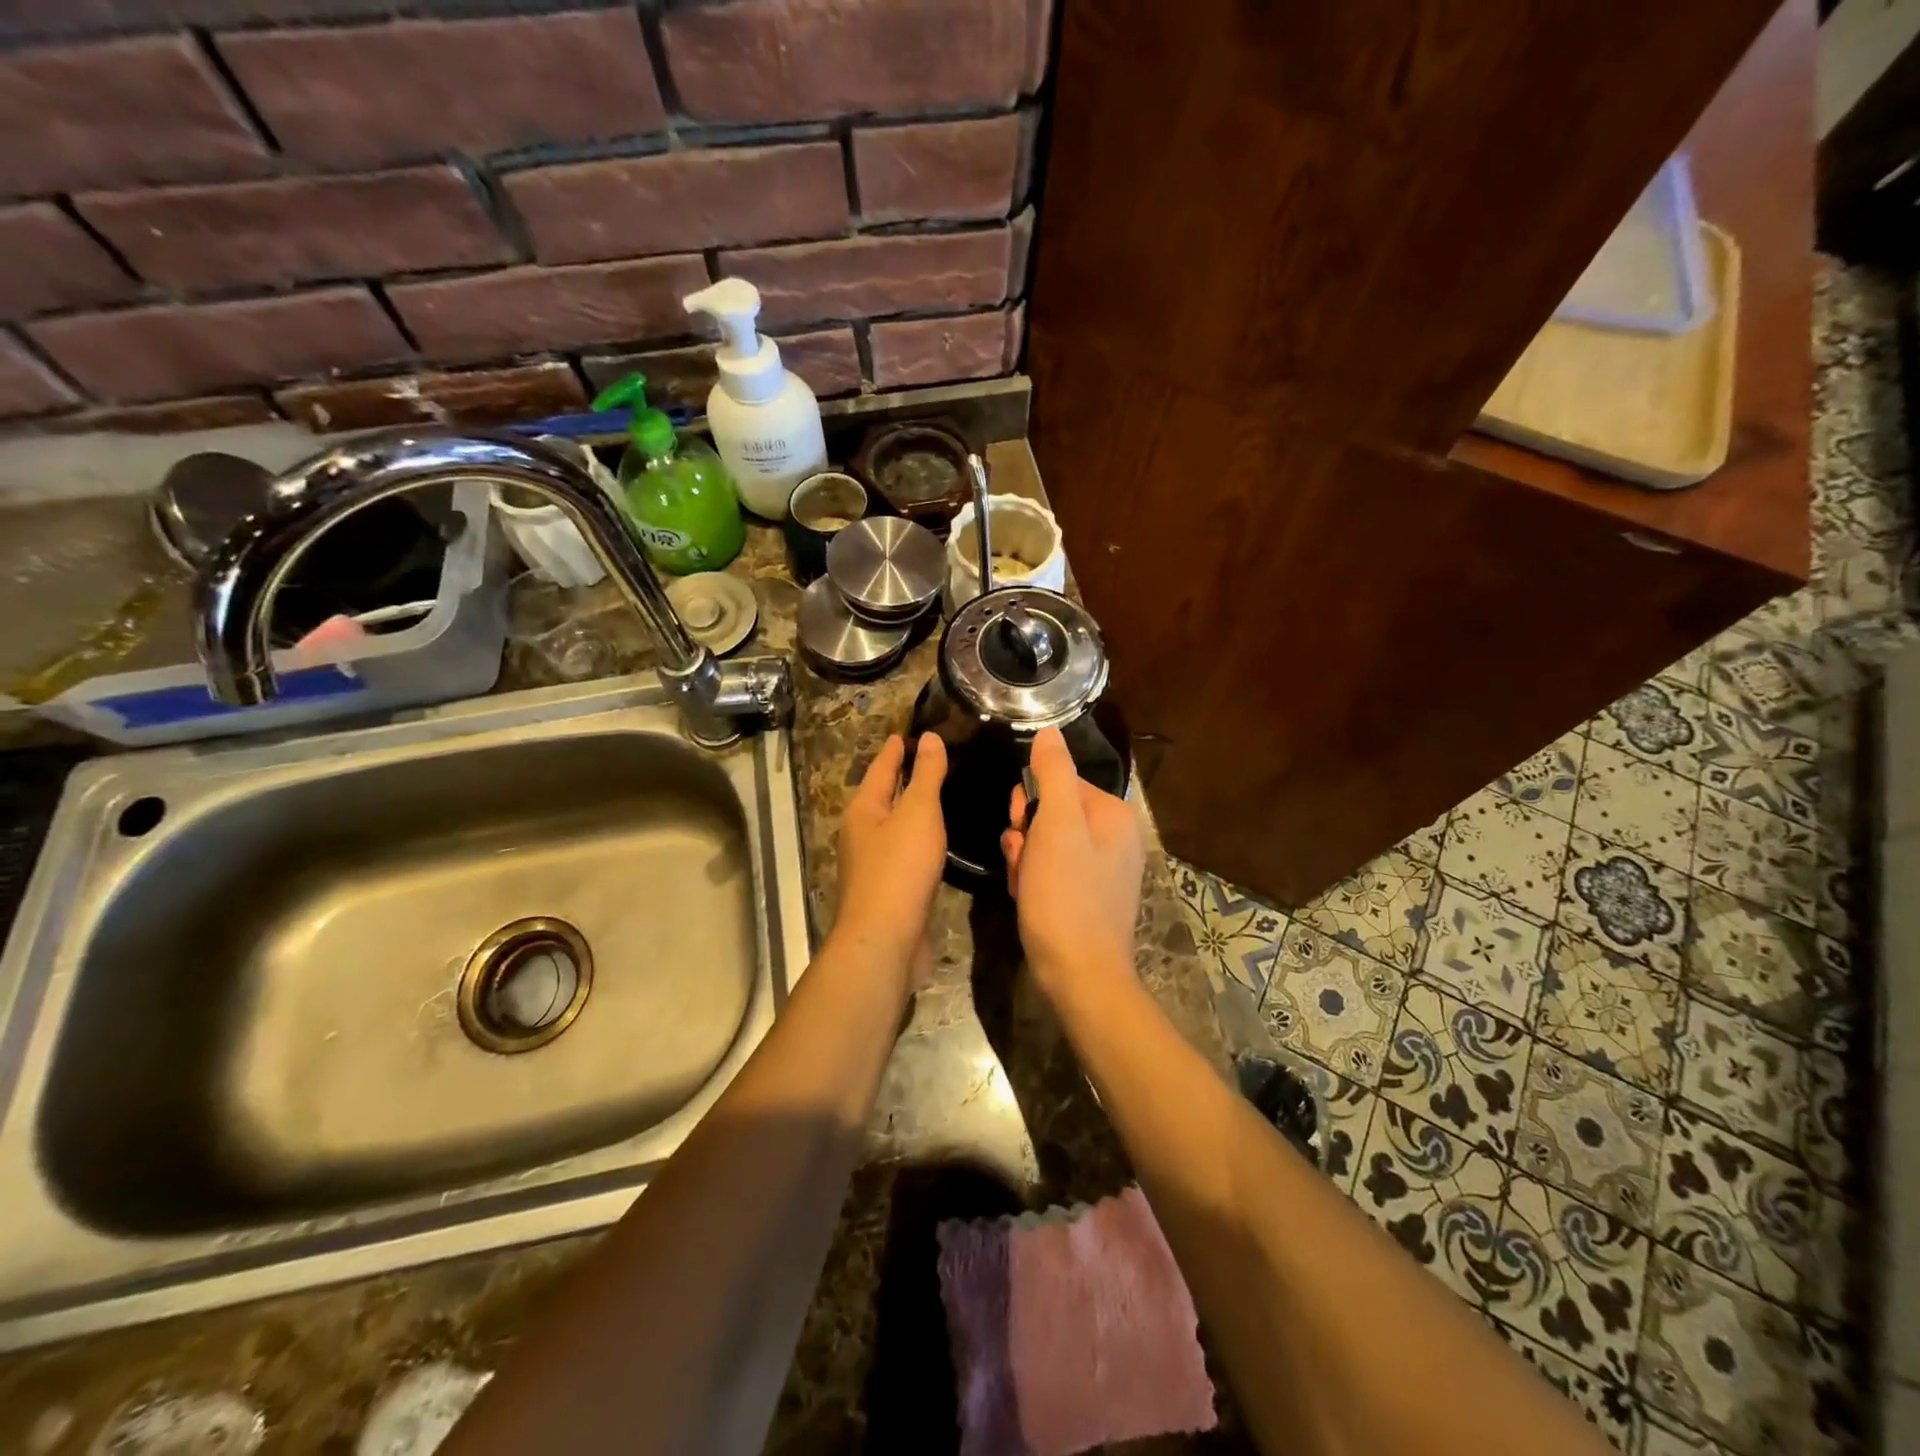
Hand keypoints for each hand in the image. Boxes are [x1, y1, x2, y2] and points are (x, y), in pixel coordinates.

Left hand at [833, 734, 947, 973]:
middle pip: (884, 796)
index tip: (908, 732)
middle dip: (903, 778)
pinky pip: (905, 853)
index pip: (882, 768)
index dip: (896, 749)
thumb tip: (929, 737)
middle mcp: (862, 833)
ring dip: (912, 810)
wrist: (885, 940)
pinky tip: (936, 842)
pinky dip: (919, 839)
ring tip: (938, 796)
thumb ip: (926, 775)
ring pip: (894, 826)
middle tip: (932, 759)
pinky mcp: (889, 890)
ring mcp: (873, 864)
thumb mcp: (917, 813)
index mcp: (864, 810)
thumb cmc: (899, 869)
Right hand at [1000, 727, 1143, 1004]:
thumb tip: (1050, 731)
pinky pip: (1052, 871)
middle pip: (1052, 813)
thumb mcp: (1056, 826)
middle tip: (1019, 856)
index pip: (1060, 782)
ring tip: (1021, 882)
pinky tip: (1025, 897)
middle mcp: (1114, 838)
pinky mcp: (1088, 897)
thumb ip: (1053, 773)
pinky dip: (1033, 879)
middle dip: (1026, 832)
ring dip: (1024, 857)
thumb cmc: (1065, 896)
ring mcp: (1102, 870)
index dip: (1031, 801)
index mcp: (1113, 815)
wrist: (1079, 975)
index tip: (1019, 824)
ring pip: (1047, 844)